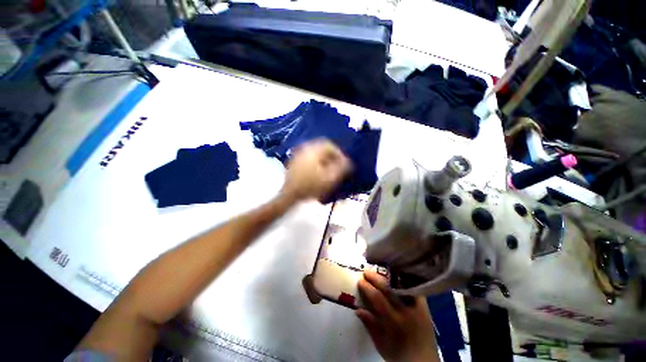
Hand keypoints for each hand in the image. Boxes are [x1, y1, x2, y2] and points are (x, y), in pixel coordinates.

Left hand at [281, 139, 351, 200]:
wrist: (290, 194)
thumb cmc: (311, 186)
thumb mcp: (331, 178)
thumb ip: (342, 168)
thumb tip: (348, 161)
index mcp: (314, 150)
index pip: (331, 145)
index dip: (340, 154)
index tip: (343, 164)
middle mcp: (305, 148)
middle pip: (323, 148)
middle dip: (332, 157)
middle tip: (336, 167)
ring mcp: (298, 154)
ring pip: (315, 153)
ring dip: (324, 160)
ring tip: (328, 171)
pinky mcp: (294, 162)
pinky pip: (309, 158)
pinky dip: (316, 163)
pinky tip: (317, 173)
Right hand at [357, 271, 438, 361]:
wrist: (423, 361)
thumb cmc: (399, 355)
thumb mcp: (381, 344)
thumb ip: (370, 326)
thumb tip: (358, 309)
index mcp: (393, 322)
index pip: (377, 298)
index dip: (367, 288)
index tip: (360, 281)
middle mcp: (405, 311)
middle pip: (388, 289)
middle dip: (375, 278)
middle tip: (366, 272)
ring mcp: (416, 307)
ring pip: (401, 286)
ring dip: (389, 276)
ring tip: (380, 270)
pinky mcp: (424, 306)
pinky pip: (413, 288)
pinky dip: (404, 281)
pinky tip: (397, 274)